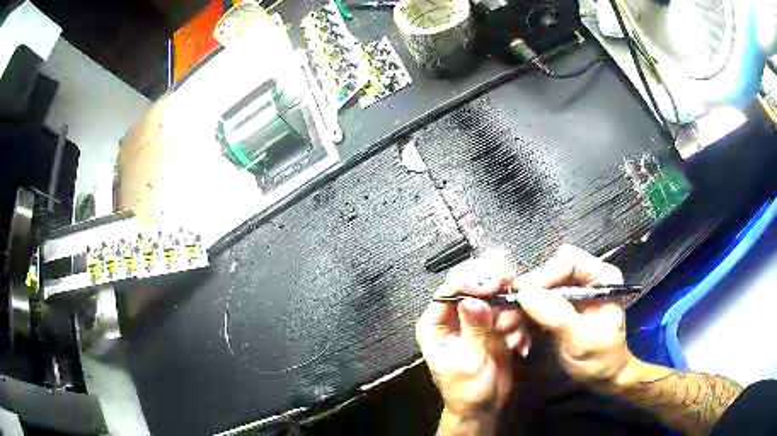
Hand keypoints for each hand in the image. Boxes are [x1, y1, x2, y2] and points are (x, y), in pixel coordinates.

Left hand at [416, 251, 528, 432]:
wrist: (482, 407)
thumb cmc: (466, 390)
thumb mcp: (468, 362)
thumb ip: (473, 330)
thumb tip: (473, 300)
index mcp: (436, 323)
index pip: (449, 289)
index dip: (470, 280)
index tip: (493, 283)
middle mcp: (455, 315)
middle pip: (473, 282)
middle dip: (493, 284)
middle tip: (509, 285)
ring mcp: (478, 318)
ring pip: (496, 295)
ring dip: (509, 310)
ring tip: (511, 334)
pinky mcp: (497, 325)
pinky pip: (510, 311)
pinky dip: (518, 323)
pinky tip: (518, 344)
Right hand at [515, 244, 634, 386]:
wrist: (603, 376)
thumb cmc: (600, 359)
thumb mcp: (581, 340)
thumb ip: (557, 316)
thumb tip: (526, 295)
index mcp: (603, 277)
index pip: (570, 261)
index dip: (544, 274)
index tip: (520, 293)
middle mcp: (588, 278)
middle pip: (552, 270)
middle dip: (530, 292)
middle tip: (509, 313)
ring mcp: (574, 290)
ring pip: (541, 286)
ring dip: (523, 307)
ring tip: (510, 328)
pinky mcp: (562, 304)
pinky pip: (537, 301)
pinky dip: (525, 315)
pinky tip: (519, 333)